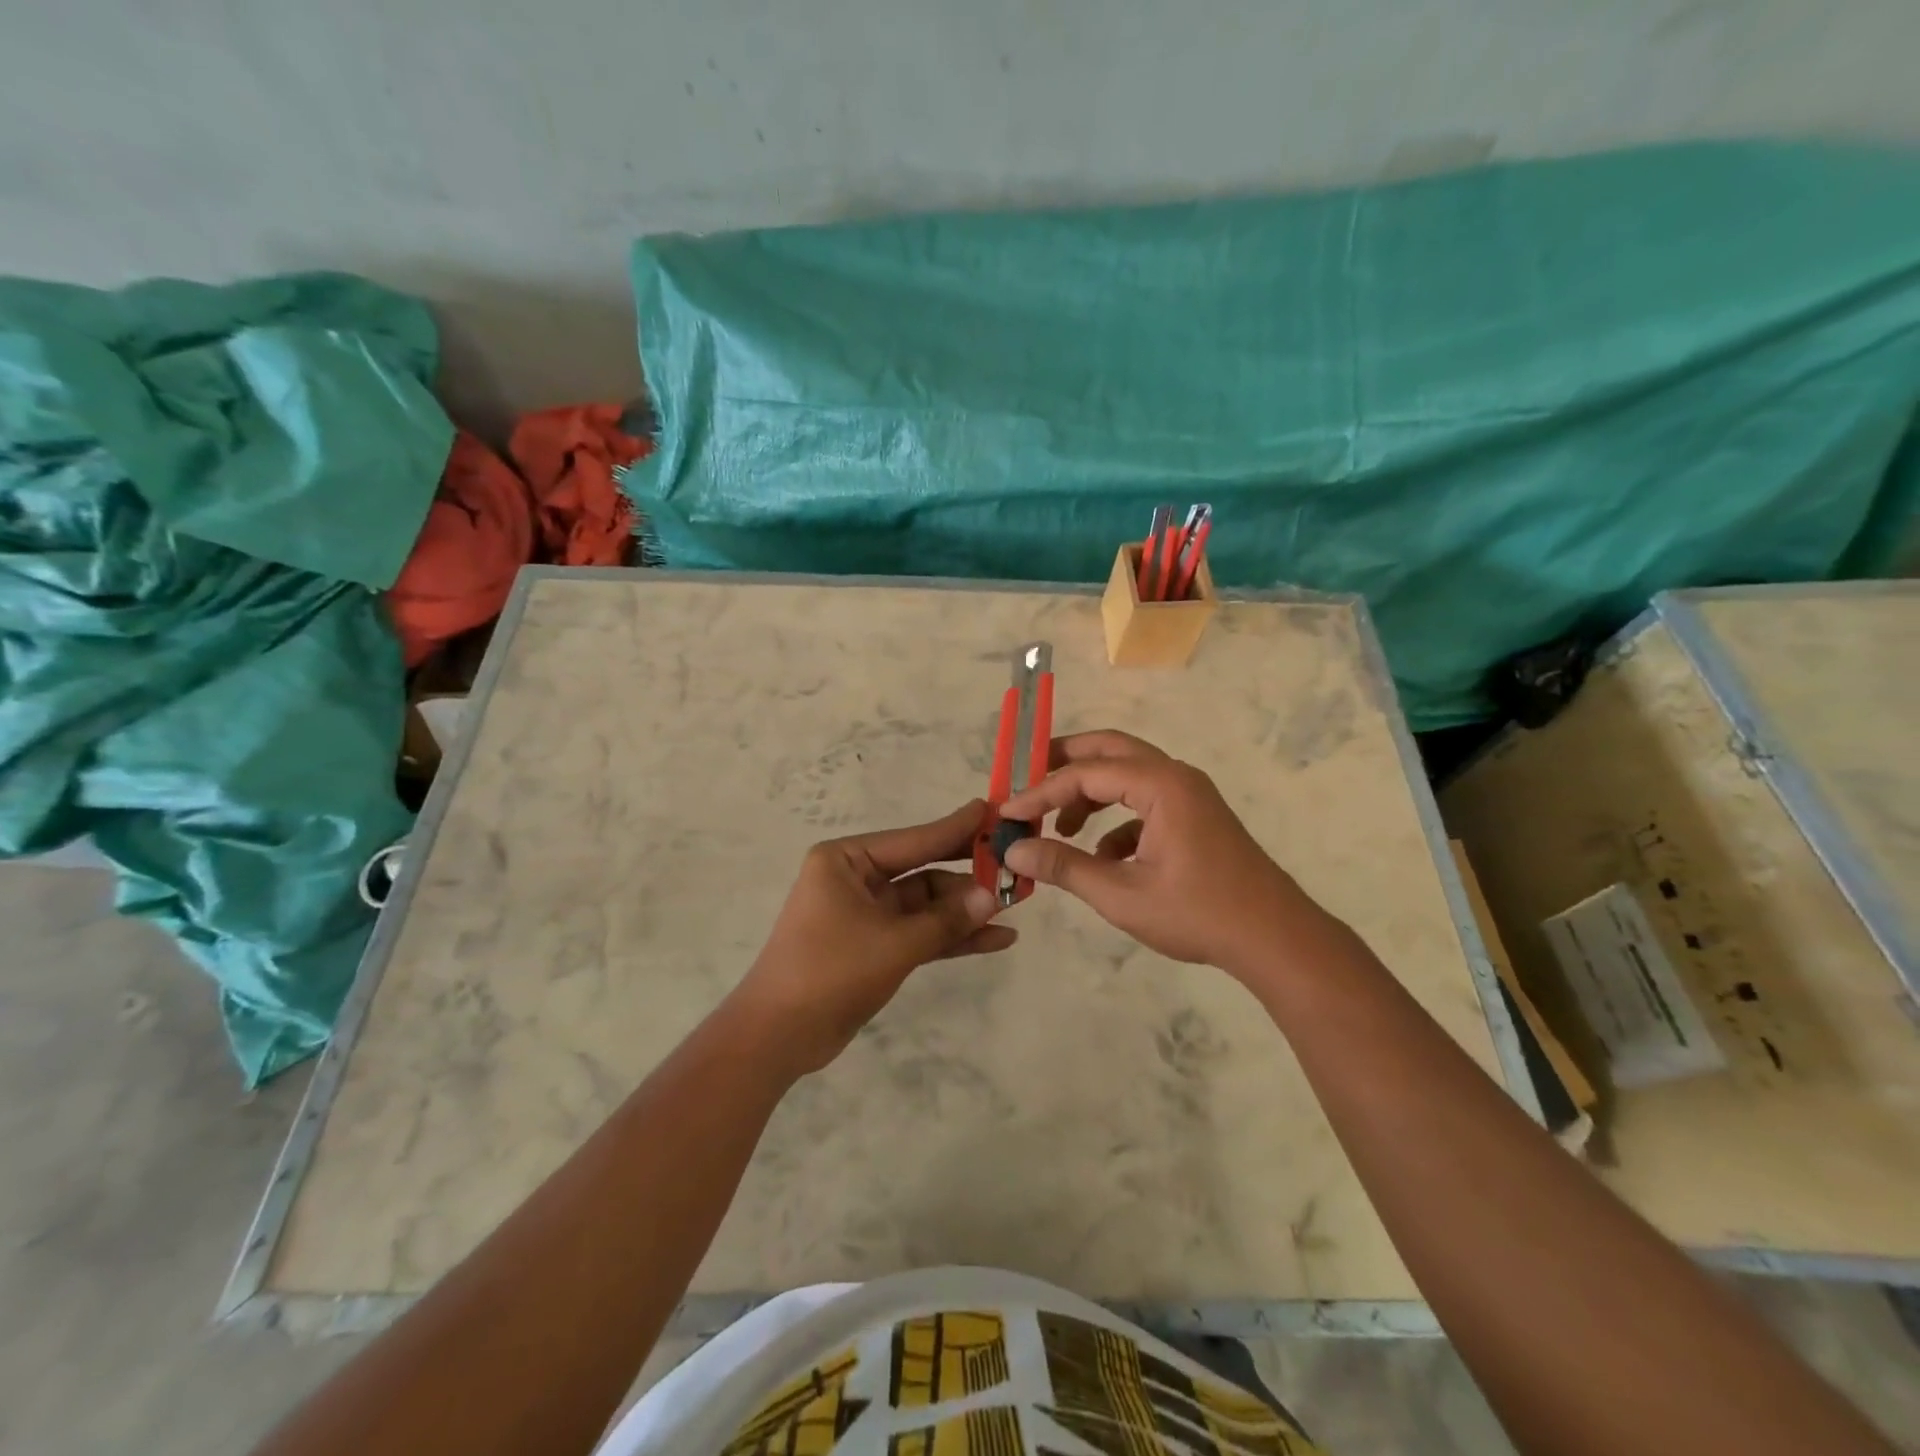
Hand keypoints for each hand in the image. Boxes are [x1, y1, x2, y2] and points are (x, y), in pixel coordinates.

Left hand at [732, 801, 1015, 1075]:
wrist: (778, 1036)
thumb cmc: (829, 971)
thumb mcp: (893, 943)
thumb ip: (945, 920)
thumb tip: (993, 897)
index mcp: (846, 860)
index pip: (913, 839)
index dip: (956, 829)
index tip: (993, 811)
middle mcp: (856, 879)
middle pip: (923, 869)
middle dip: (967, 872)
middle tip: (1013, 861)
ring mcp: (867, 913)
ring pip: (926, 904)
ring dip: (965, 909)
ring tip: (1016, 906)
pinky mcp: (875, 945)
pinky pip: (921, 932)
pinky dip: (953, 936)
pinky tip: (996, 939)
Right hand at [1000, 730, 1324, 974]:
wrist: (1275, 938)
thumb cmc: (1198, 913)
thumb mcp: (1122, 894)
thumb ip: (1064, 867)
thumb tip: (1015, 852)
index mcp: (1160, 785)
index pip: (1085, 774)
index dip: (1040, 792)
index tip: (1007, 813)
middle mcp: (1175, 776)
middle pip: (1108, 750)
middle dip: (1064, 762)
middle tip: (1026, 779)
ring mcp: (1189, 794)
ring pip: (1127, 774)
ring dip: (1089, 792)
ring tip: (1058, 827)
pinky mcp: (1195, 816)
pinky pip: (1145, 802)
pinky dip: (1116, 819)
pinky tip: (1102, 857)